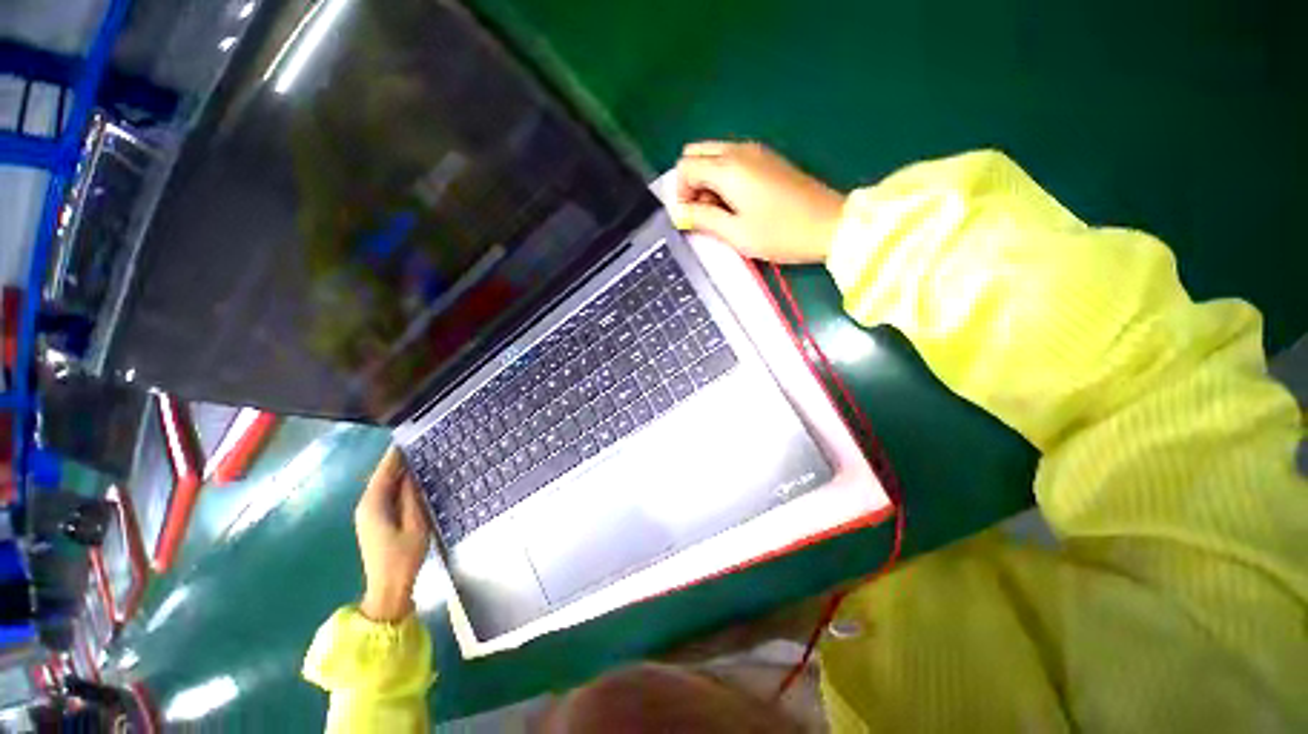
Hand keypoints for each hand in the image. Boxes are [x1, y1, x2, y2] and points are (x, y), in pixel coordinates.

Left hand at [354, 447, 430, 622]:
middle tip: (421, 445)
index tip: (410, 437)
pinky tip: (412, 480)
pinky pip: (385, 494)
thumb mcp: (416, 525)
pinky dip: (397, 484)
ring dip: (399, 472)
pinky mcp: (373, 521)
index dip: (396, 455)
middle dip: (398, 461)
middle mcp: (365, 506)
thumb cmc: (403, 558)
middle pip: (382, 476)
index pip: (384, 472)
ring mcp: (367, 514)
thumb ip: (412, 498)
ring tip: (420, 457)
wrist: (388, 589)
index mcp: (373, 505)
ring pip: (384, 485)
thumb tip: (412, 475)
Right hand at [674, 141, 845, 263]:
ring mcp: (756, 151)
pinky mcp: (768, 159)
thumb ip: (703, 219)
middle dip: (691, 181)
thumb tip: (680, 213)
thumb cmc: (780, 233)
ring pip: (714, 155)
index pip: (685, 166)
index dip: (680, 192)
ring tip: (721, 211)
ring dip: (707, 179)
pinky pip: (732, 160)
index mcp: (728, 167)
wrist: (829, 224)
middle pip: (696, 152)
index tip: (691, 217)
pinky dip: (724, 177)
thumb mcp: (736, 233)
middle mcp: (739, 150)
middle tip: (703, 212)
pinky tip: (737, 202)